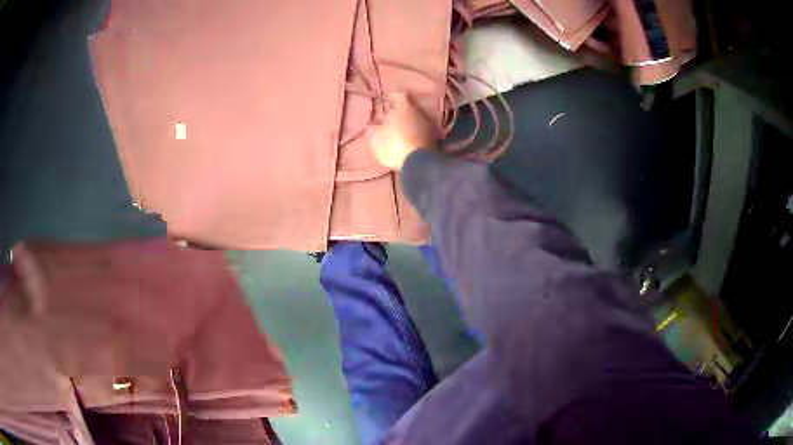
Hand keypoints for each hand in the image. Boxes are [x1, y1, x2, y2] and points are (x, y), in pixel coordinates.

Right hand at [367, 92, 436, 170]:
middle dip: (399, 113)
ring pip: (415, 120)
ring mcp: (428, 126)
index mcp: (403, 107)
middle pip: (408, 108)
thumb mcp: (375, 137)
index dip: (392, 97)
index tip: (386, 100)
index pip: (398, 95)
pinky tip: (408, 141)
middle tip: (390, 119)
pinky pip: (420, 133)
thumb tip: (373, 125)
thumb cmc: (393, 145)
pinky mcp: (433, 140)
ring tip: (399, 132)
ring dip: (408, 124)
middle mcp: (418, 113)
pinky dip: (414, 135)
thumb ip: (373, 128)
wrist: (418, 164)